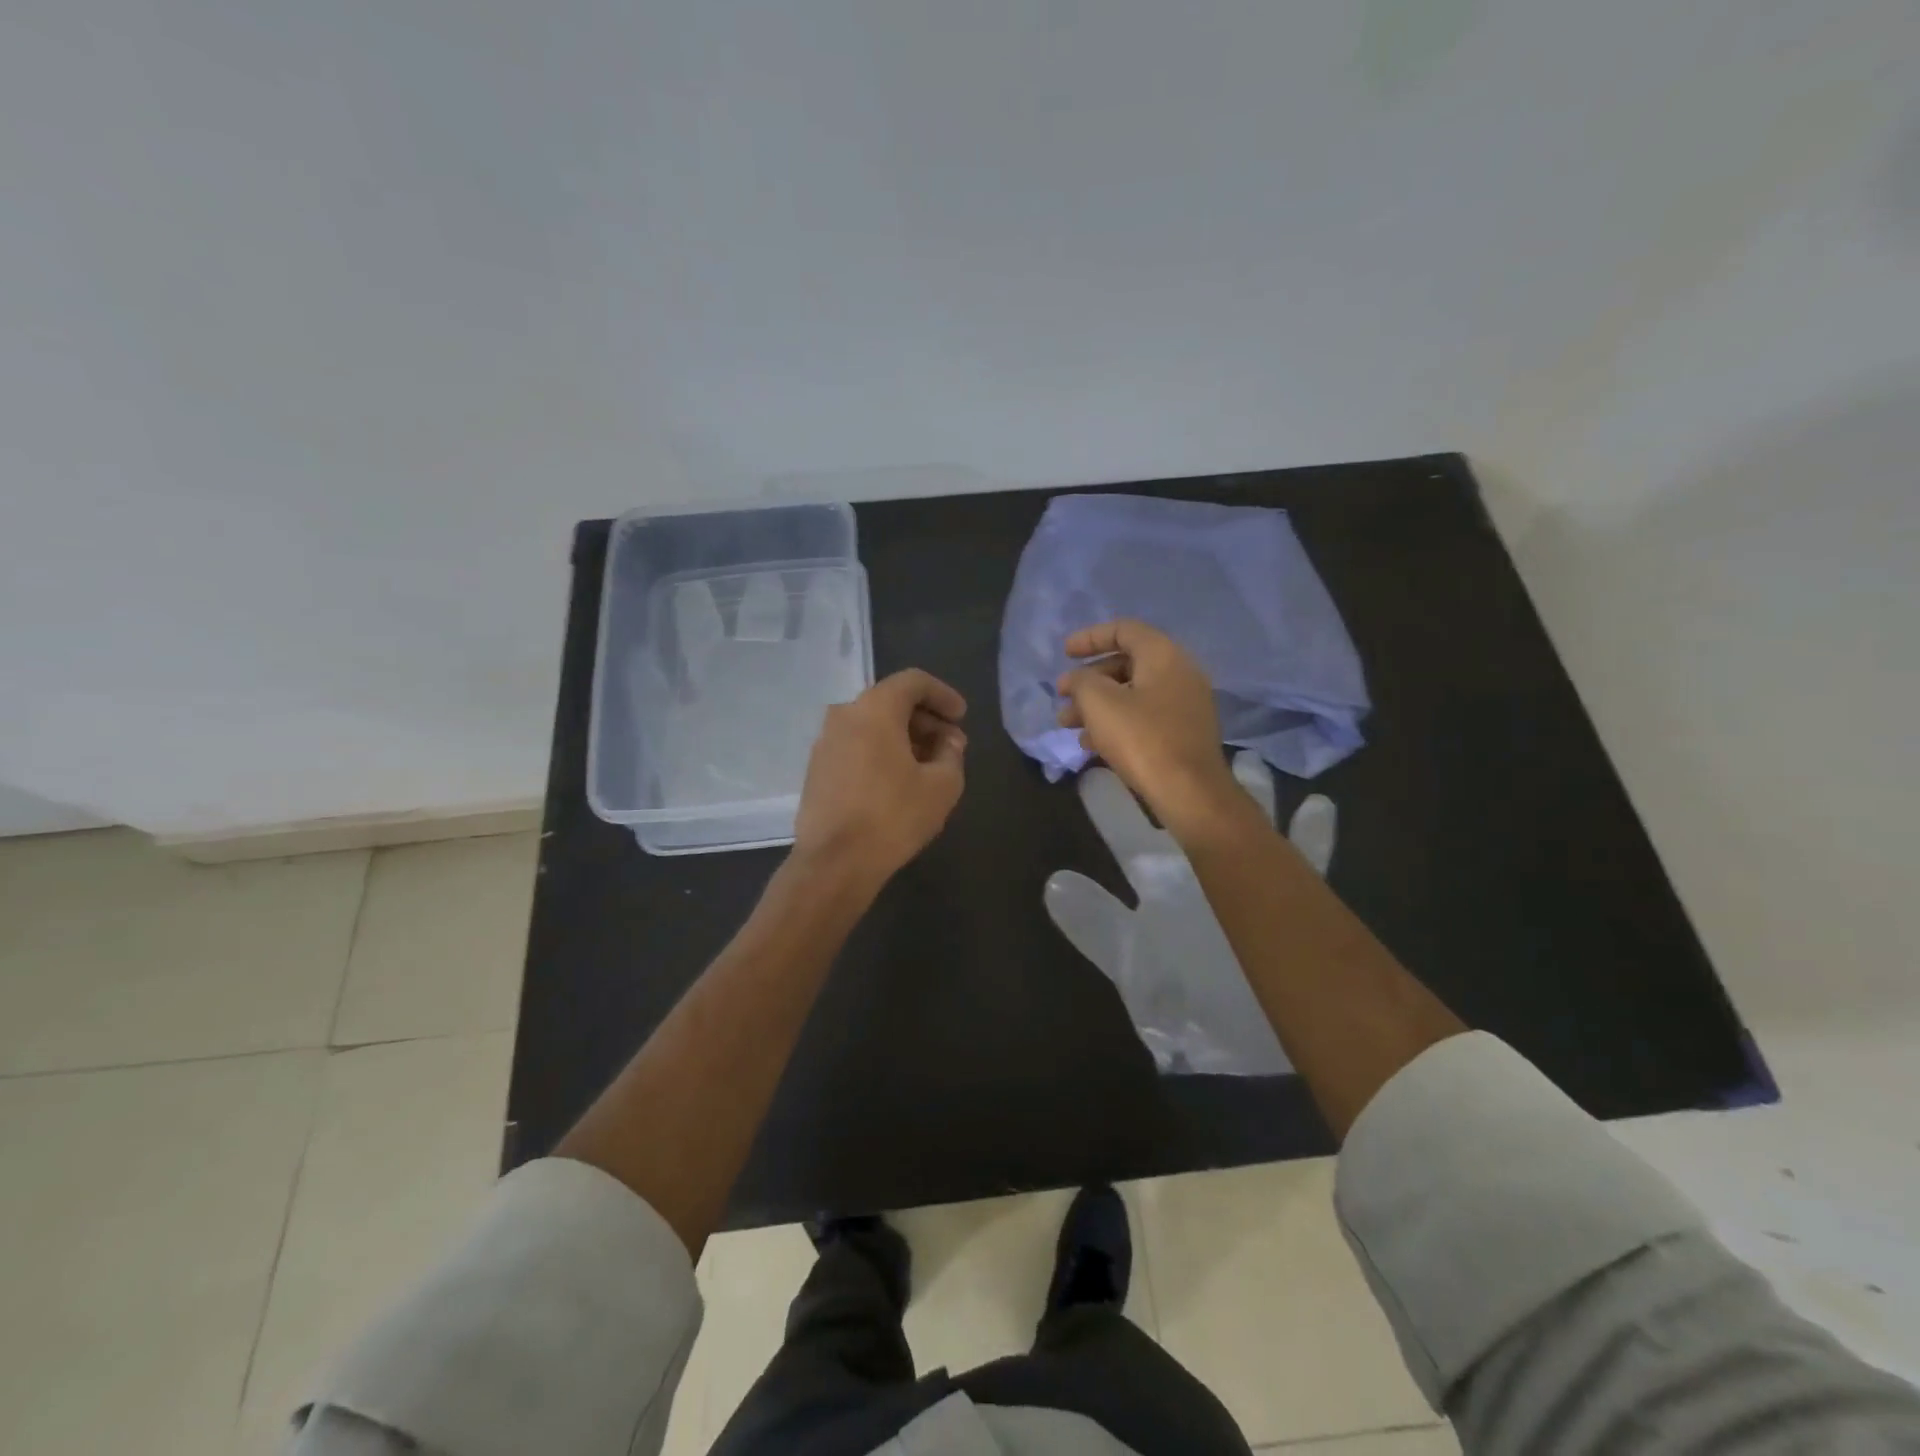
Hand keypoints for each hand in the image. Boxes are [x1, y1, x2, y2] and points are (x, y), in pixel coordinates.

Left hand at [793, 669, 967, 889]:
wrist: (834, 862)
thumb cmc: (893, 816)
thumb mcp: (942, 786)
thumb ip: (951, 754)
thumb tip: (947, 742)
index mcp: (874, 709)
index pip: (913, 682)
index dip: (943, 695)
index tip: (961, 717)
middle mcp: (844, 715)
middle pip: (891, 702)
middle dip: (926, 720)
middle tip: (951, 746)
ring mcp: (825, 743)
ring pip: (872, 725)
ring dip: (904, 738)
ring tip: (929, 765)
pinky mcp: (817, 769)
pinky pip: (856, 746)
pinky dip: (881, 752)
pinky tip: (899, 780)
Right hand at [1056, 619, 1242, 841]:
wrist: (1189, 792)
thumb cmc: (1141, 738)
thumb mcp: (1099, 703)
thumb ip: (1082, 680)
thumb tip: (1078, 678)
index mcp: (1163, 655)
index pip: (1124, 630)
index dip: (1090, 637)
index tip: (1064, 653)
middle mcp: (1179, 672)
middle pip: (1126, 663)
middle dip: (1089, 679)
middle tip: (1062, 696)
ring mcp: (1185, 704)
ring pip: (1132, 694)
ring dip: (1097, 705)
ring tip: (1067, 725)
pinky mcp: (1183, 733)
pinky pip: (1144, 716)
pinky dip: (1116, 722)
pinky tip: (1091, 744)